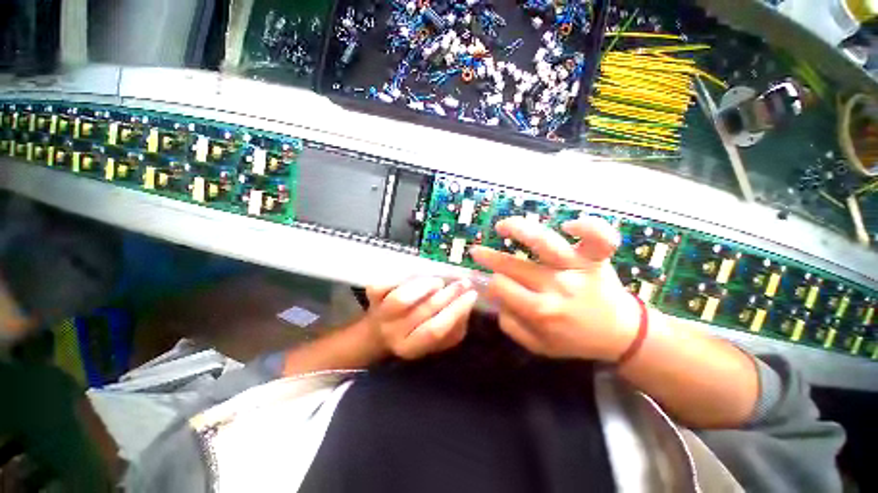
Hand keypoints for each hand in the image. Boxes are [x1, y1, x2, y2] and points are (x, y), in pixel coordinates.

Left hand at [365, 277, 478, 359]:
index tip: (472, 295)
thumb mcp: (439, 340)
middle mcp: (393, 333)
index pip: (435, 330)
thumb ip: (455, 328)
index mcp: (411, 347)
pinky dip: (401, 277)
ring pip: (401, 299)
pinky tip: (416, 275)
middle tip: (463, 282)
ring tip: (438, 282)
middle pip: (421, 313)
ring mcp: (380, 313)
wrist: (379, 331)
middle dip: (448, 295)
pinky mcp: (371, 295)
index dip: (455, 311)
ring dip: (425, 287)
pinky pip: (384, 284)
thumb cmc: (415, 333)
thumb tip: (467, 305)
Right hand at [470, 216, 639, 361]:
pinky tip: (568, 226)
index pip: (502, 287)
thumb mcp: (539, 346)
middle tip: (476, 252)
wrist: (621, 334)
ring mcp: (577, 269)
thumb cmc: (576, 339)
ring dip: (518, 230)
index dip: (491, 284)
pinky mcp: (597, 258)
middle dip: (489, 257)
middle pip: (514, 266)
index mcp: (541, 311)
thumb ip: (513, 326)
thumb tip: (497, 301)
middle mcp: (556, 286)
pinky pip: (597, 237)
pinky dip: (586, 227)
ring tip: (501, 227)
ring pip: (544, 242)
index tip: (492, 284)